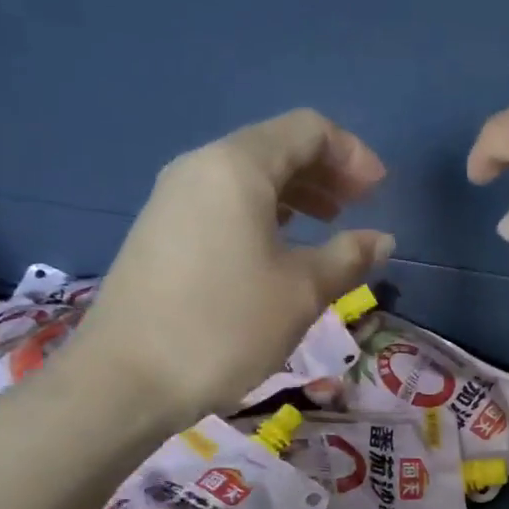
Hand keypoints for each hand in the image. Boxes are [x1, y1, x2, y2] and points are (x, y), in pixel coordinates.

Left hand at [66, 110, 392, 418]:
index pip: (307, 130)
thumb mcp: (302, 292)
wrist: (126, 379)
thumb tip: (381, 240)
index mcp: (237, 167)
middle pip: (275, 148)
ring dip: (296, 194)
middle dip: (325, 171)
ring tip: (328, 225)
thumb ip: (348, 257)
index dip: (352, 154)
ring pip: (247, 178)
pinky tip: (281, 249)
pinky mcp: (161, 231)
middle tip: (360, 207)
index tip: (380, 192)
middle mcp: (200, 167)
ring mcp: (173, 199)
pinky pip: (224, 203)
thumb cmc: (225, 326)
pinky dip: (264, 214)